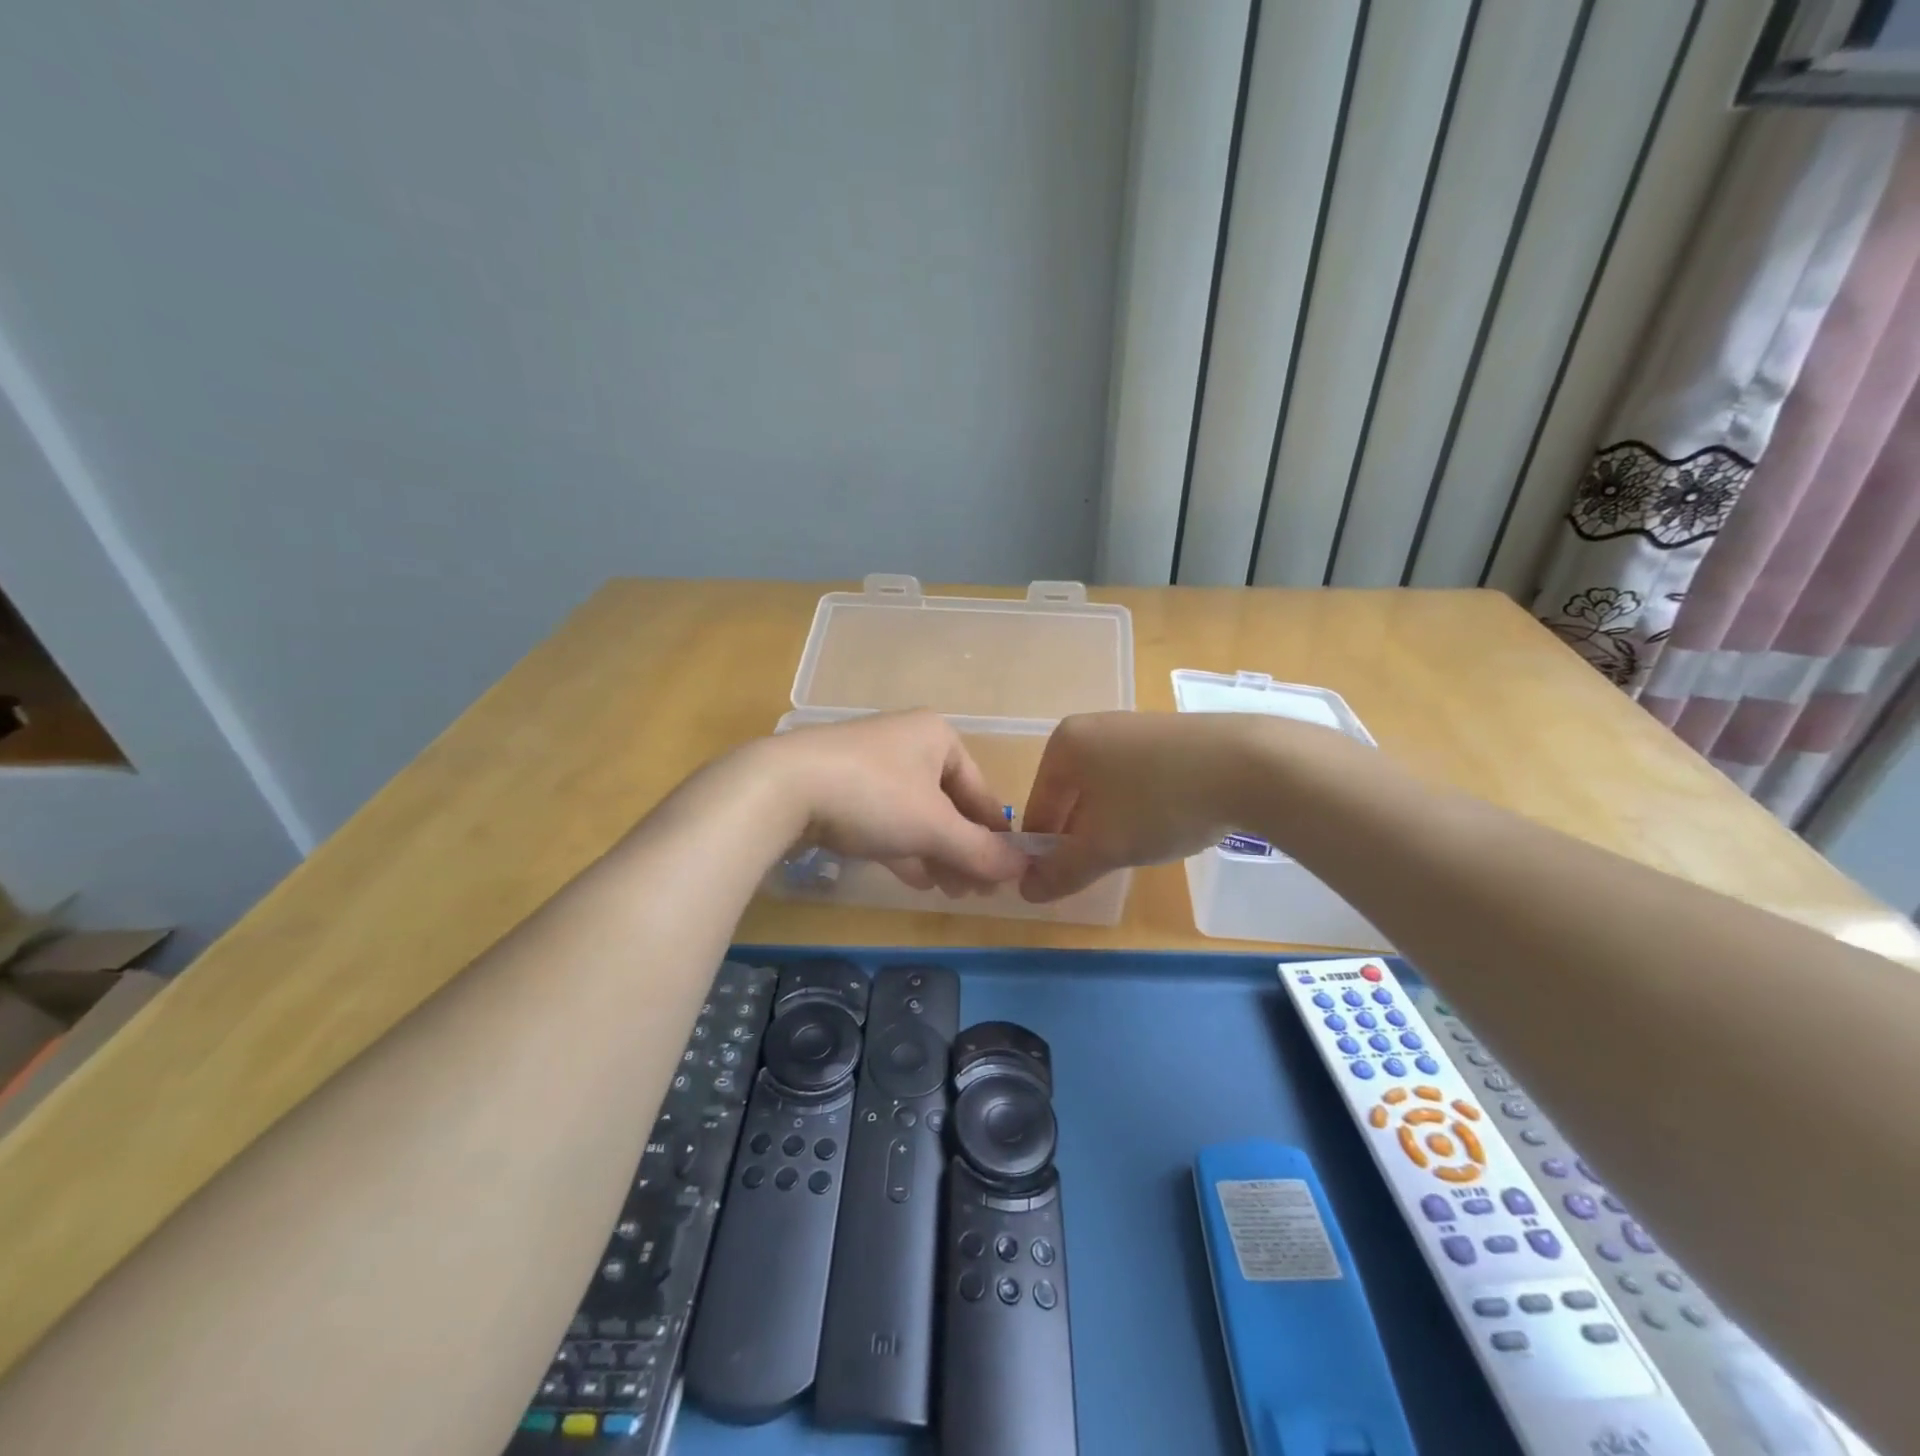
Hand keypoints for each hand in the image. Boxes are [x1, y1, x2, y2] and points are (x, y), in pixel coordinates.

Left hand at [754, 710, 1027, 894]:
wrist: (781, 788)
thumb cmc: (873, 796)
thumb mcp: (934, 827)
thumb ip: (980, 850)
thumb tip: (1024, 869)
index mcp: (937, 737)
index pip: (980, 790)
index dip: (995, 834)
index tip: (1006, 874)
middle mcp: (907, 743)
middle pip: (949, 804)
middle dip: (964, 850)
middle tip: (976, 891)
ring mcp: (870, 764)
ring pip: (916, 814)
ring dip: (936, 853)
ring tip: (951, 891)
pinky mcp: (840, 788)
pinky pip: (885, 820)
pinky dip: (903, 848)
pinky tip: (916, 879)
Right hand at [1019, 712, 1256, 901]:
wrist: (1250, 764)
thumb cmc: (1159, 802)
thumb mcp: (1104, 846)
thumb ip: (1061, 871)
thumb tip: (1026, 891)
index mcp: (1064, 746)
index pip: (1037, 810)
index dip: (1046, 853)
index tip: (1064, 883)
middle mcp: (1092, 727)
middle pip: (1071, 797)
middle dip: (1082, 837)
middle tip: (1104, 869)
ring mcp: (1133, 727)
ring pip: (1106, 789)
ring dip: (1112, 823)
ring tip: (1139, 848)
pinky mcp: (1169, 734)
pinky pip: (1138, 777)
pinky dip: (1142, 805)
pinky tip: (1167, 822)